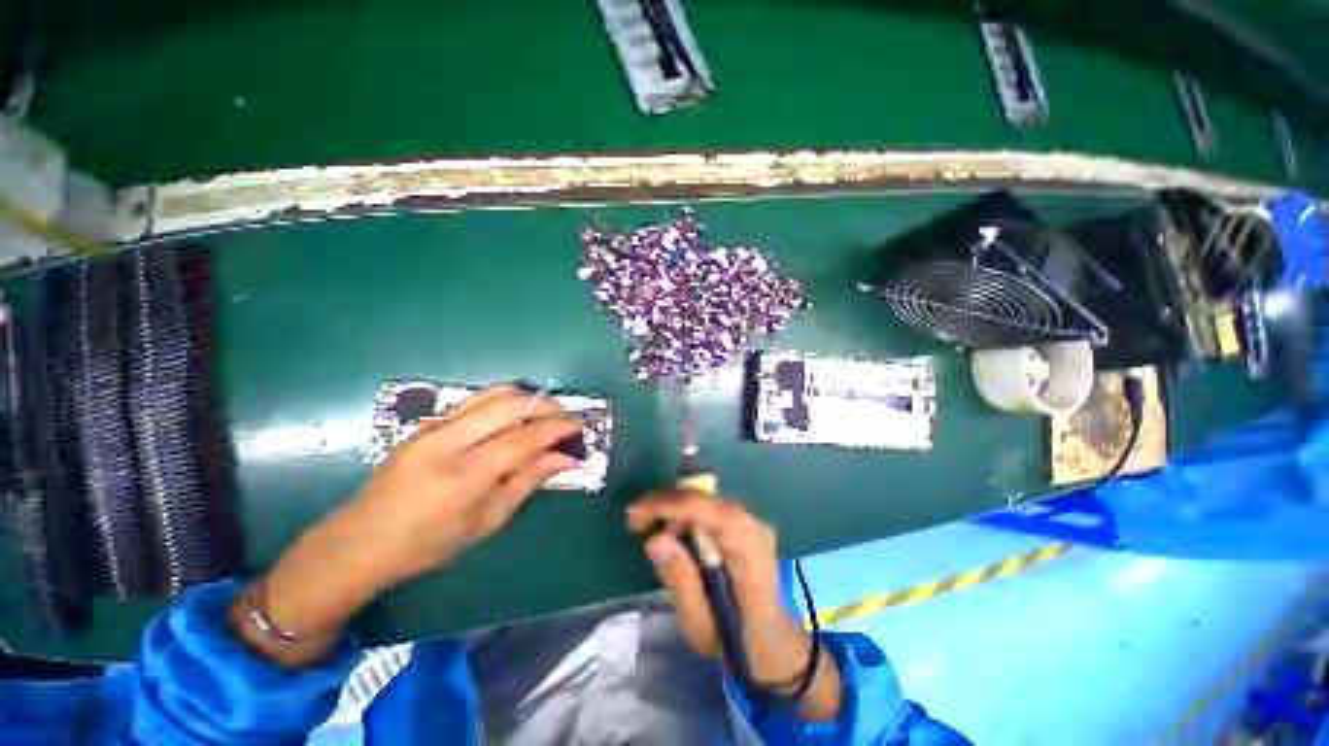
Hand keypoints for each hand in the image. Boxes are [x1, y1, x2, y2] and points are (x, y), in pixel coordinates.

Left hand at [345, 385, 582, 584]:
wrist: (361, 539)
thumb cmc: (428, 543)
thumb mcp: (487, 521)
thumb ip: (528, 481)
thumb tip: (566, 458)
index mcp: (464, 475)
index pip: (523, 437)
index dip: (557, 428)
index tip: (579, 428)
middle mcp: (448, 440)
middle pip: (511, 403)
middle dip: (548, 406)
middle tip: (566, 420)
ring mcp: (435, 425)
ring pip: (495, 393)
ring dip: (529, 398)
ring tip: (546, 415)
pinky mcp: (429, 421)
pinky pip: (478, 400)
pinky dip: (507, 402)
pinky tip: (516, 419)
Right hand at [626, 491, 842, 720]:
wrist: (771, 641)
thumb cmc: (736, 641)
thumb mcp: (700, 624)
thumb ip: (680, 580)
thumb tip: (655, 539)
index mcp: (748, 549)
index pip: (708, 510)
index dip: (670, 505)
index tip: (636, 513)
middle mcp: (753, 525)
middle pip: (704, 498)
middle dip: (665, 502)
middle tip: (634, 519)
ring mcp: (750, 521)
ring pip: (704, 498)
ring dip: (672, 507)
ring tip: (646, 525)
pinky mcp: (742, 523)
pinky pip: (708, 507)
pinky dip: (683, 512)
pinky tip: (669, 529)